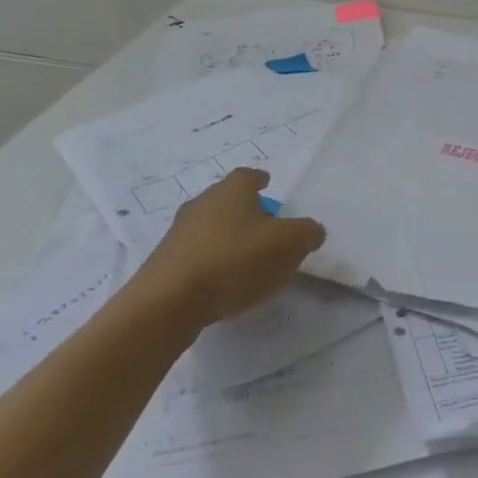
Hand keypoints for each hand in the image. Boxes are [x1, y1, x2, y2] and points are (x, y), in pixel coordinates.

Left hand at [133, 168, 325, 326]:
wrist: (169, 301)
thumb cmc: (235, 260)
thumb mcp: (289, 245)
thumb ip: (307, 233)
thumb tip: (312, 230)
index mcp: (232, 189)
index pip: (248, 175)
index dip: (260, 180)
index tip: (268, 184)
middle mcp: (202, 202)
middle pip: (227, 200)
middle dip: (245, 211)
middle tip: (265, 228)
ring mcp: (179, 232)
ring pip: (210, 227)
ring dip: (227, 238)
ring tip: (246, 261)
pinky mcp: (164, 263)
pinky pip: (196, 255)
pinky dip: (211, 262)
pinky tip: (223, 284)